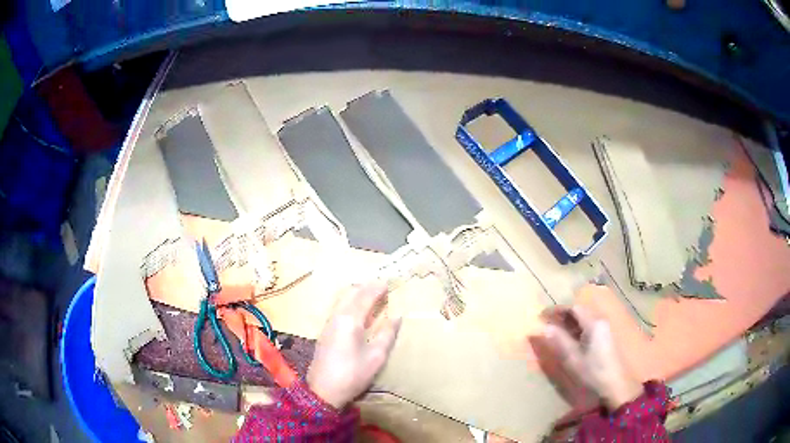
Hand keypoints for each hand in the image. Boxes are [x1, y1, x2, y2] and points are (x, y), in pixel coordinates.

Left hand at [307, 283, 401, 408]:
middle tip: (382, 287)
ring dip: (357, 294)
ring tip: (372, 296)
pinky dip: (351, 302)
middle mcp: (337, 316)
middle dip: (367, 287)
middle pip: (351, 292)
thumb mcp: (376, 357)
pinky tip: (359, 311)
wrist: (323, 390)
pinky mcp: (325, 331)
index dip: (378, 288)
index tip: (390, 282)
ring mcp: (328, 323)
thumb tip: (397, 316)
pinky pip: (339, 307)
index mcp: (350, 320)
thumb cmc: (352, 374)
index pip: (365, 296)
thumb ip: (387, 334)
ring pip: (343, 299)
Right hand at [542, 306, 642, 409]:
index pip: (574, 308)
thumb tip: (544, 327)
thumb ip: (559, 341)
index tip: (541, 316)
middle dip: (562, 315)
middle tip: (546, 323)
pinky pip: (589, 326)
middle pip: (580, 311)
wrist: (615, 386)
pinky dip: (577, 328)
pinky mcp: (606, 337)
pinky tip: (570, 339)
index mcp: (594, 323)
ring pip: (584, 318)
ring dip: (569, 322)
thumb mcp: (573, 359)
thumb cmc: (593, 372)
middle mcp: (601, 321)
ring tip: (555, 331)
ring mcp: (605, 329)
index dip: (557, 310)